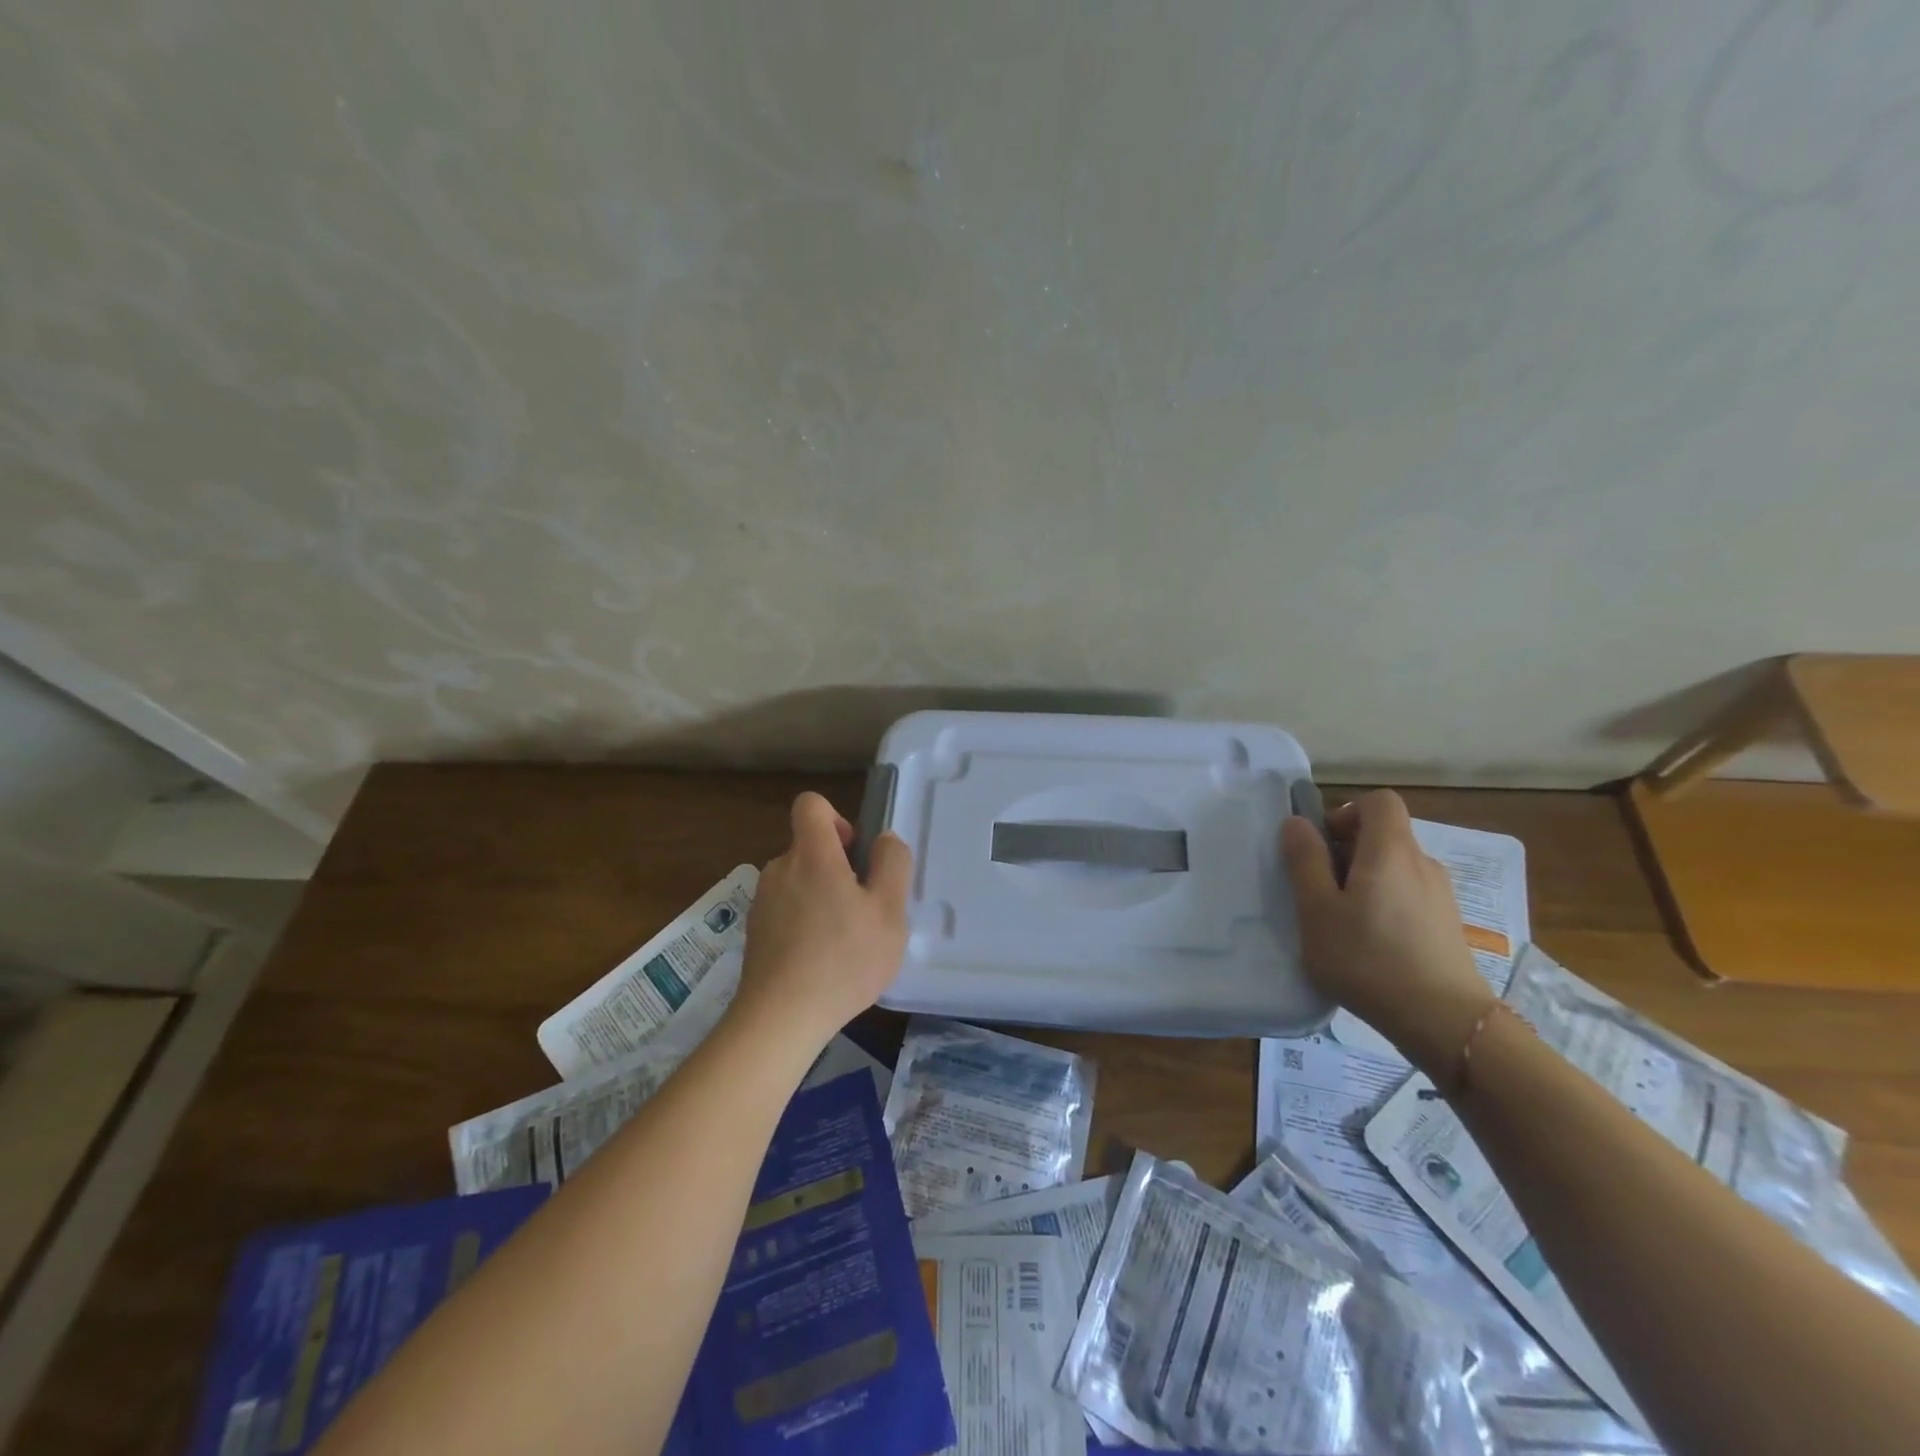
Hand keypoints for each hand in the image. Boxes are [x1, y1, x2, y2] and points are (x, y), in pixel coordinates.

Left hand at [732, 791, 912, 1050]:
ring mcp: (762, 902)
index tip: (855, 854)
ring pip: (799, 881)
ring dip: (822, 898)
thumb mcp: (889, 912)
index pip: (811, 804)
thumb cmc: (843, 960)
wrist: (780, 1019)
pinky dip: (804, 923)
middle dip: (838, 867)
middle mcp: (780, 869)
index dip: (837, 817)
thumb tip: (884, 840)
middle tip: (862, 909)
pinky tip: (821, 961)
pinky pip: (786, 910)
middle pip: (809, 847)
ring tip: (844, 941)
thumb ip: (892, 865)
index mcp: (811, 855)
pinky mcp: (755, 932)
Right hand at [1280, 789, 1496, 1080]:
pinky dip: (1385, 904)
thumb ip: (1304, 861)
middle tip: (1319, 890)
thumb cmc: (1368, 958)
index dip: (1346, 812)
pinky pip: (1409, 895)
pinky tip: (1370, 945)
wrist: (1444, 1022)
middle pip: (1384, 835)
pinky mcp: (1447, 925)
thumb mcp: (1317, 910)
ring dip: (1365, 881)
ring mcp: (1440, 895)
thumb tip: (1296, 822)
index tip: (1322, 845)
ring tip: (1341, 922)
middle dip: (1347, 851)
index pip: (1379, 801)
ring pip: (1395, 868)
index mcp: (1390, 850)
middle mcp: (1422, 863)